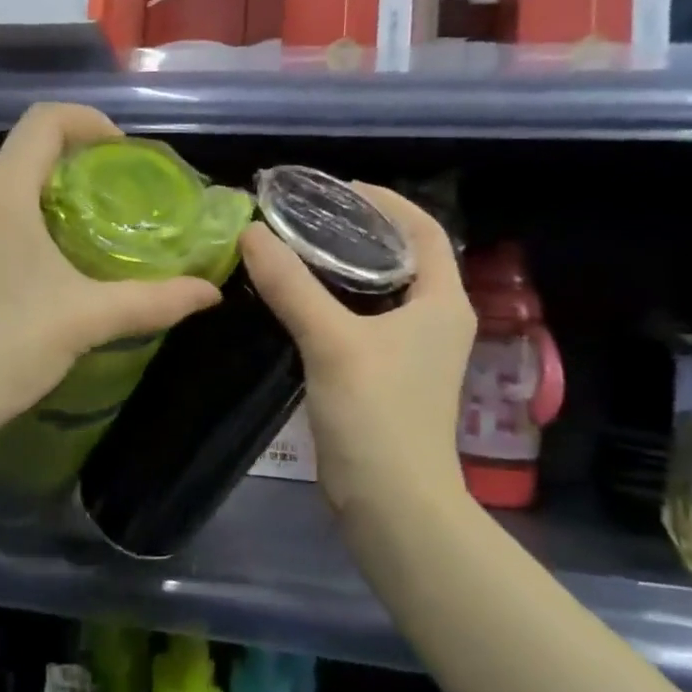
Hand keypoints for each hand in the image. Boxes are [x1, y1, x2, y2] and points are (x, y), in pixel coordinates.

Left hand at [0, 103, 222, 463]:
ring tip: (86, 229)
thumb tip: (210, 292)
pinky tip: (40, 262)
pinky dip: (19, 217)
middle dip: (74, 162)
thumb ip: (153, 300)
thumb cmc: (5, 348)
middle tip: (116, 196)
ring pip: (2, 183)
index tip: (123, 154)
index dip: (90, 122)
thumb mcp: (86, 319)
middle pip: (24, 150)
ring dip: (46, 192)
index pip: (45, 120)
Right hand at [239, 186, 474, 514]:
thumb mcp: (331, 341)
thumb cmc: (377, 413)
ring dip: (344, 267)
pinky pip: (362, 319)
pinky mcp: (387, 374)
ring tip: (296, 248)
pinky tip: (298, 298)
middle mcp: (434, 319)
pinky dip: (334, 300)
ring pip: (379, 290)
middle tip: (307, 216)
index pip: (424, 230)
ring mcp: (412, 350)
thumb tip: (250, 233)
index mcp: (442, 302)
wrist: (391, 502)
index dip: (387, 202)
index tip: (339, 189)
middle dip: (359, 231)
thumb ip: (291, 285)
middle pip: (402, 256)